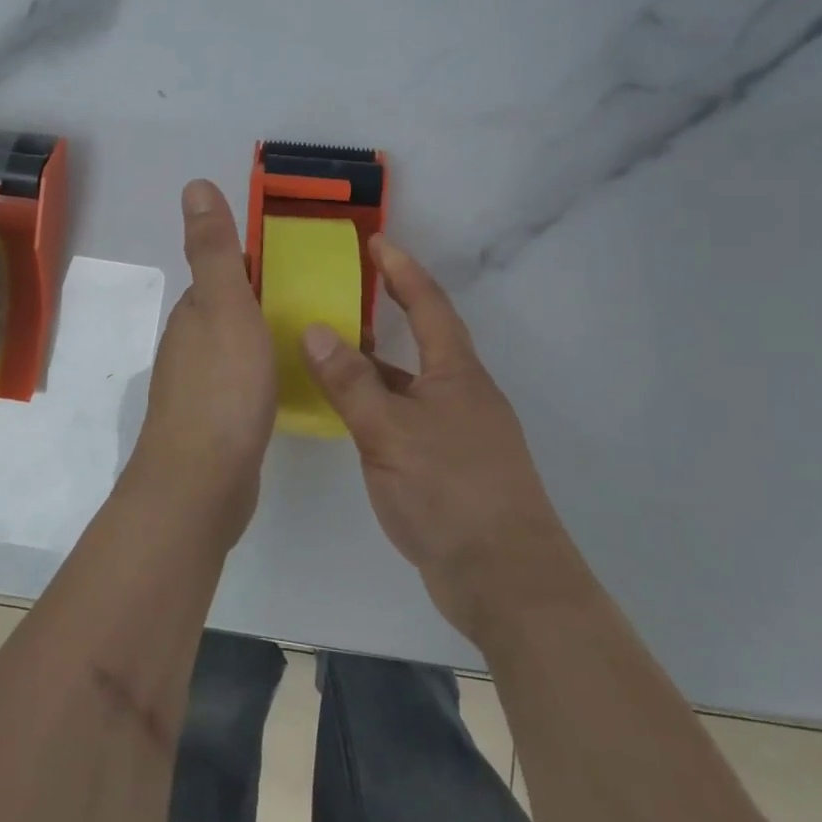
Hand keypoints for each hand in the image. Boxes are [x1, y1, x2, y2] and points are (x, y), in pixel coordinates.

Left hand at [125, 179, 277, 550]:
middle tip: (322, 296)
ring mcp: (199, 386)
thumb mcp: (224, 305)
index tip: (301, 258)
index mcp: (194, 312)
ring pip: (237, 346)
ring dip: (266, 335)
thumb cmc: (221, 387)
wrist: (200, 484)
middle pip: (231, 308)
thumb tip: (194, 184)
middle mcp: (190, 344)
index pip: (226, 273)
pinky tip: (289, 382)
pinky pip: (243, 382)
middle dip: (266, 297)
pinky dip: (264, 372)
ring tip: (314, 335)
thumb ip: (214, 249)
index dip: (258, 261)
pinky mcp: (215, 422)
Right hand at [301, 236, 583, 644]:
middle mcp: (463, 394)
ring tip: (335, 349)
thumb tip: (315, 329)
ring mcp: (460, 432)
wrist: (505, 580)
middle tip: (348, 290)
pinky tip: (354, 417)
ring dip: (380, 364)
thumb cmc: (449, 491)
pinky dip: (381, 405)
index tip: (377, 241)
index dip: (403, 270)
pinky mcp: (452, 468)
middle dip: (393, 310)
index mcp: (457, 373)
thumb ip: (350, 382)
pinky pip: (410, 417)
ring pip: (413, 383)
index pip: (429, 304)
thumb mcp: (389, 432)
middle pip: (425, 340)